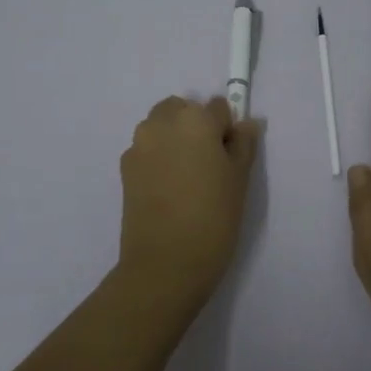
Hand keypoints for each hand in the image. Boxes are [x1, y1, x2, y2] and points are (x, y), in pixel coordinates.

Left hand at [117, 95, 261, 304]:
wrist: (165, 263)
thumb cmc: (213, 217)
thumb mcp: (240, 179)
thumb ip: (243, 144)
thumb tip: (246, 124)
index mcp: (195, 119)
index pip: (218, 107)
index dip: (227, 130)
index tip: (229, 157)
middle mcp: (162, 122)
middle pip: (183, 110)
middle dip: (196, 127)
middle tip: (208, 164)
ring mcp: (139, 144)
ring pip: (161, 127)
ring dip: (174, 139)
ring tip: (186, 178)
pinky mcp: (124, 167)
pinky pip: (147, 149)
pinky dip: (158, 158)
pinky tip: (168, 190)